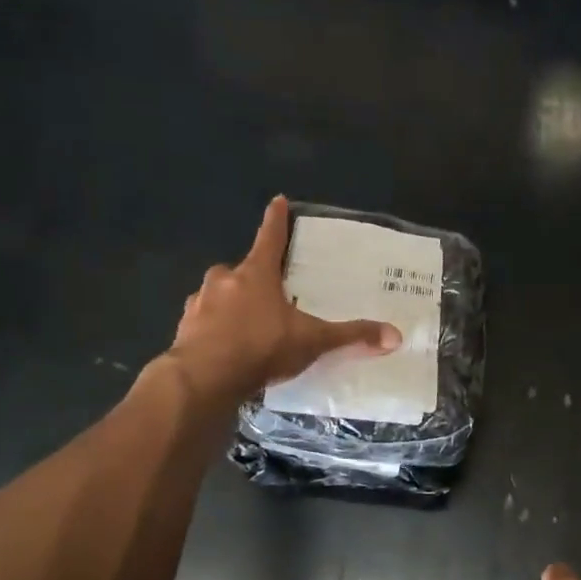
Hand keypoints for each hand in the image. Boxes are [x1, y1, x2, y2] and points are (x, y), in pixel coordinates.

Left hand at [169, 196, 400, 400]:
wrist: (204, 379)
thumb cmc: (261, 348)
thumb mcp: (312, 341)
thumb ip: (351, 336)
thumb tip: (395, 335)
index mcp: (256, 274)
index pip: (270, 238)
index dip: (276, 220)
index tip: (277, 200)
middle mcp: (224, 281)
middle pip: (240, 270)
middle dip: (252, 278)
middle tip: (268, 295)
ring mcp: (199, 303)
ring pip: (218, 296)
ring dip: (230, 305)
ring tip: (248, 328)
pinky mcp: (184, 329)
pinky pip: (203, 322)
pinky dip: (214, 329)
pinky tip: (226, 348)